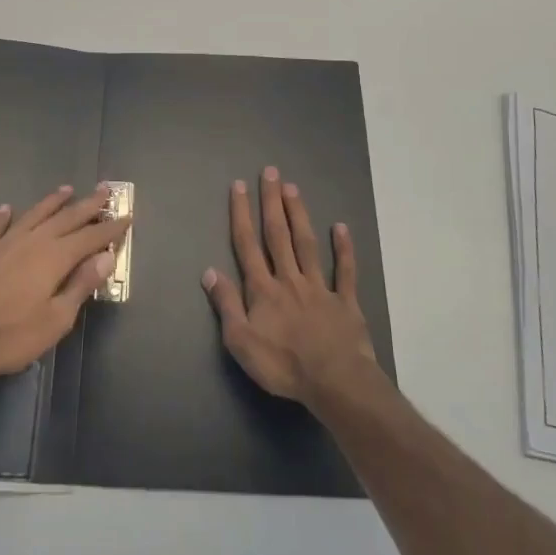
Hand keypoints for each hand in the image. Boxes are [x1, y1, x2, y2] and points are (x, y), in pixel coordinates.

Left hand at [0, 186, 125, 381]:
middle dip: (88, 205)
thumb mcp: (56, 319)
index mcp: (55, 257)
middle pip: (66, 218)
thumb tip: (106, 257)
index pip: (90, 237)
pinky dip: (3, 217)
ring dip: (52, 202)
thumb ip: (81, 285)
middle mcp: (33, 241)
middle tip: (105, 190)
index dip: (110, 227)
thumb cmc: (11, 335)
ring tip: (66, 189)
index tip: (127, 215)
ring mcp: (5, 243)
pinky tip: (6, 208)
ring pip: (35, 215)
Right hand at [202, 166, 378, 406]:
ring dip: (298, 214)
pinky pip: (345, 270)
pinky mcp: (345, 301)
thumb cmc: (283, 365)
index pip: (247, 245)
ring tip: (293, 188)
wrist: (334, 382)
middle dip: (271, 202)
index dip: (241, 214)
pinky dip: (343, 248)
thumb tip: (209, 271)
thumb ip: (226, 304)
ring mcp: (319, 287)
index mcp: (263, 289)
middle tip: (271, 172)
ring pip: (306, 244)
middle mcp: (289, 279)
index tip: (239, 186)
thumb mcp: (241, 342)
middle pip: (277, 234)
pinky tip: (340, 227)